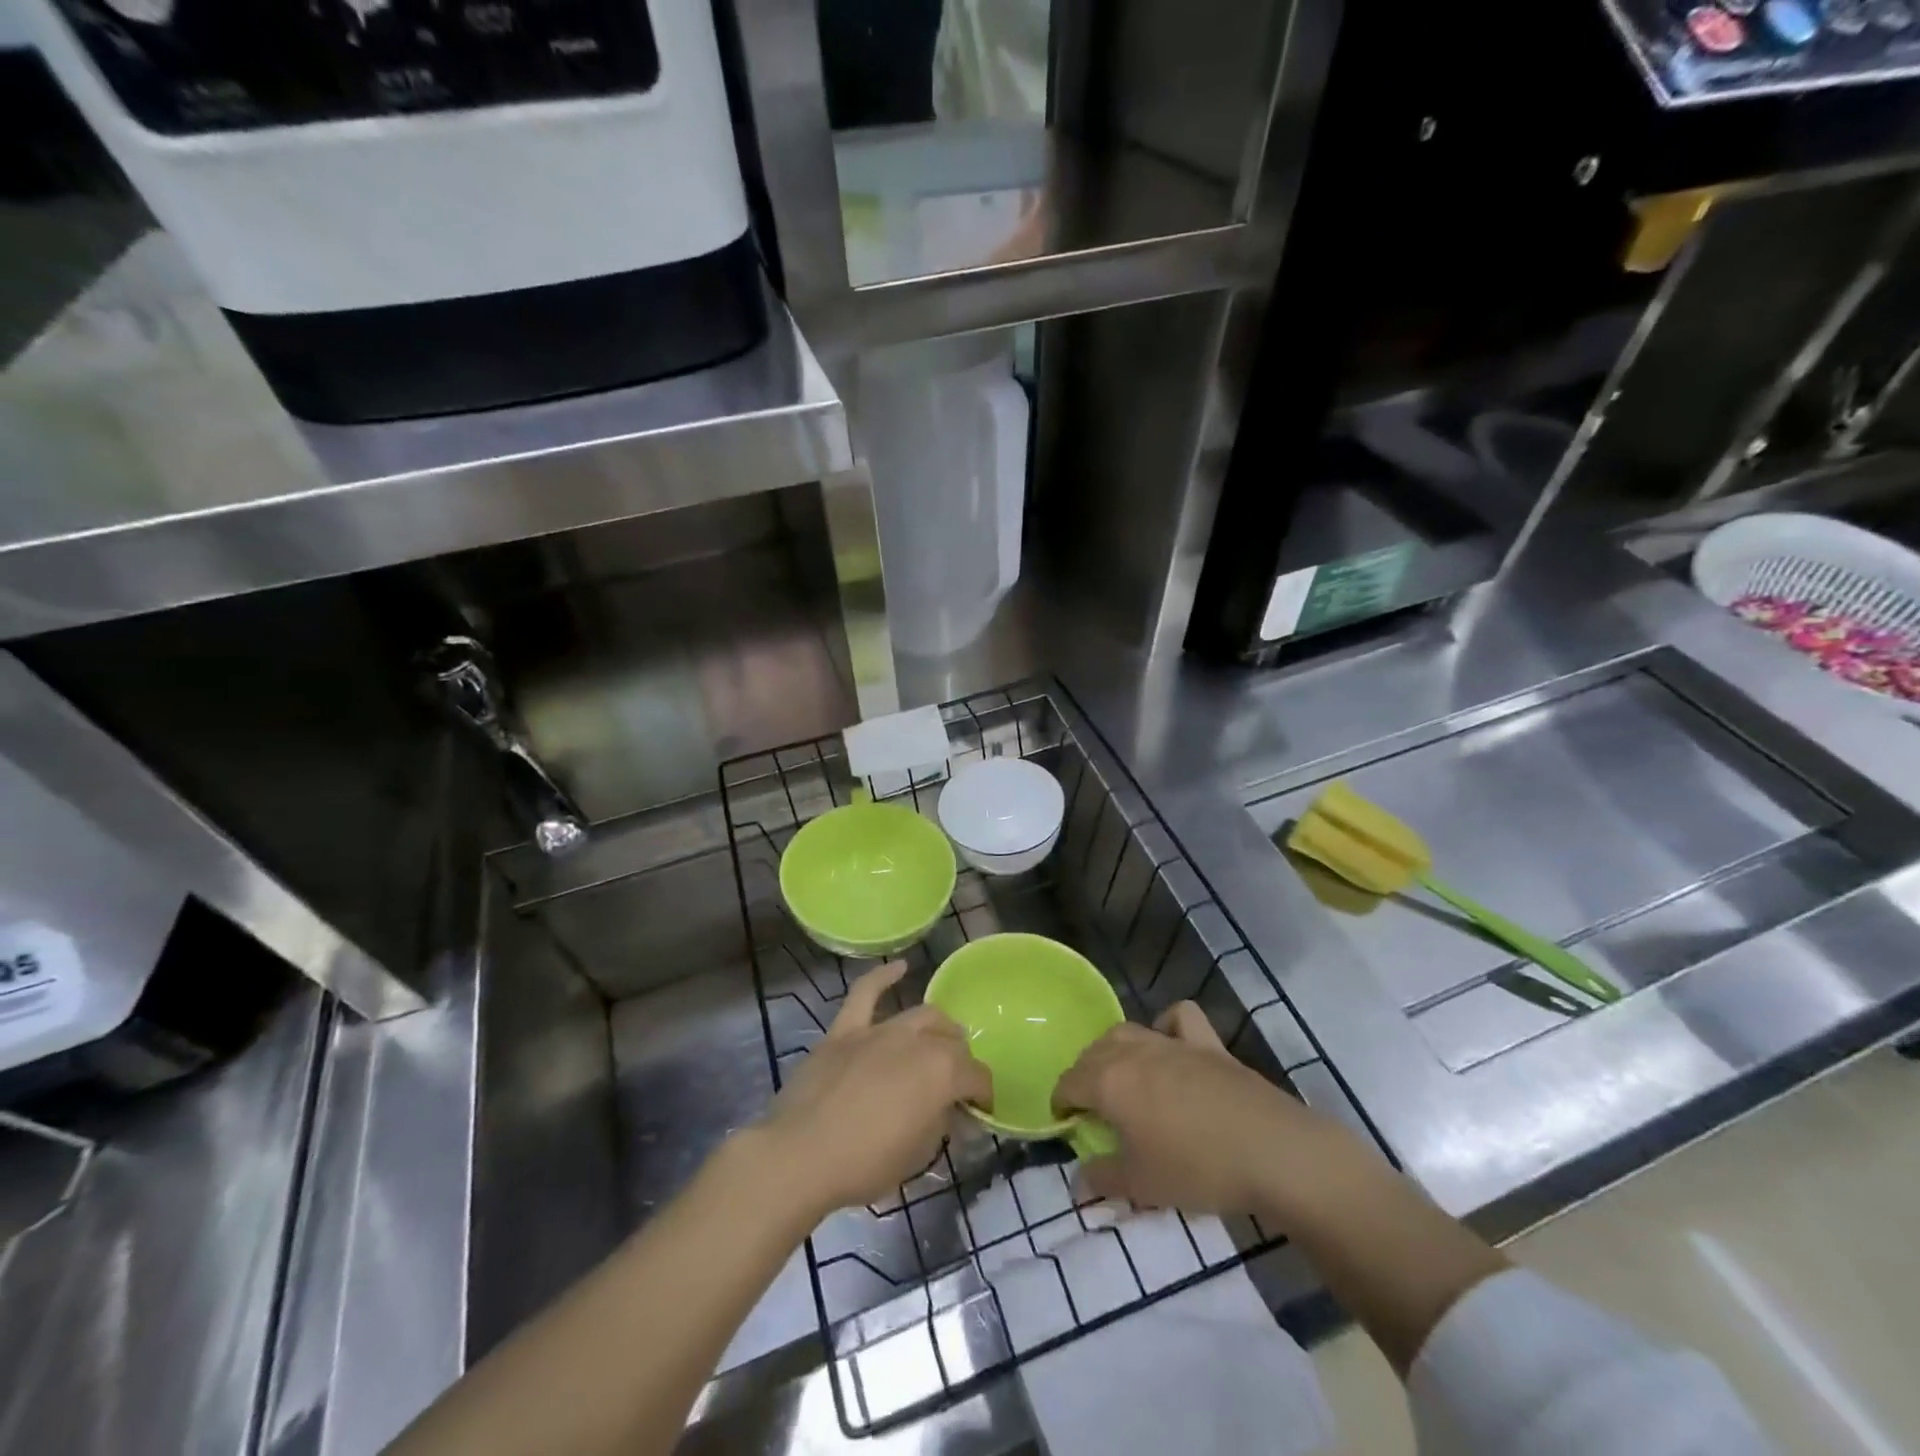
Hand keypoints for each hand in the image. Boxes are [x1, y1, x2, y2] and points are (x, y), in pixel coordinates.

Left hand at [757, 962, 990, 1215]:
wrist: (800, 1156)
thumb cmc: (865, 1164)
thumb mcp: (918, 1155)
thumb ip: (940, 1124)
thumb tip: (948, 1110)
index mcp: (942, 1073)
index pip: (977, 1076)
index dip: (983, 1094)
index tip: (980, 1110)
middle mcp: (917, 1041)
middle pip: (952, 1041)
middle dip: (961, 1061)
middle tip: (954, 1084)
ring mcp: (879, 1031)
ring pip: (921, 1015)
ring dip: (937, 1027)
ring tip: (940, 1040)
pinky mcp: (845, 1030)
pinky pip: (865, 993)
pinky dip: (883, 977)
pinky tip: (900, 967)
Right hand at [1054, 1002, 1341, 1215]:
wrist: (1272, 1151)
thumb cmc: (1197, 1169)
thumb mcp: (1141, 1186)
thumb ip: (1102, 1179)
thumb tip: (1078, 1181)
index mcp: (1108, 1082)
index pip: (1068, 1082)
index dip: (1061, 1103)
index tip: (1066, 1125)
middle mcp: (1133, 1051)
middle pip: (1093, 1052)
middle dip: (1084, 1075)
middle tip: (1094, 1109)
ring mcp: (1172, 1042)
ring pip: (1128, 1031)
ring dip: (1115, 1050)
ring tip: (1123, 1078)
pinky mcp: (1207, 1043)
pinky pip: (1178, 1018)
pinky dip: (1168, 1025)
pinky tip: (1170, 1046)